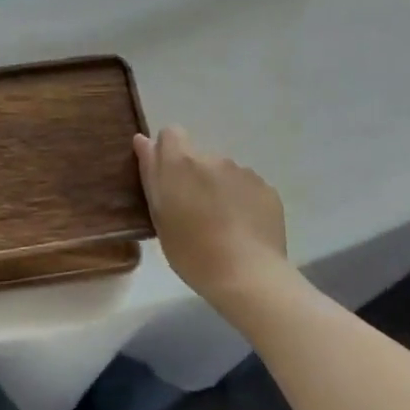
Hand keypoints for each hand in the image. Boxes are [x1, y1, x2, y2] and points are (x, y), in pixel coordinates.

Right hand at [134, 126, 287, 305]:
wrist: (248, 276)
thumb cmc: (191, 250)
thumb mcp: (159, 215)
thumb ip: (151, 173)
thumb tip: (143, 140)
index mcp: (181, 162)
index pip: (170, 133)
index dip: (167, 152)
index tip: (168, 180)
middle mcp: (213, 158)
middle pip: (198, 157)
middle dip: (194, 177)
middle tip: (194, 213)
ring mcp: (244, 172)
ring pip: (223, 173)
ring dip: (219, 189)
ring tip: (222, 225)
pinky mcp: (267, 189)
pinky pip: (247, 188)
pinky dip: (242, 201)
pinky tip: (243, 230)